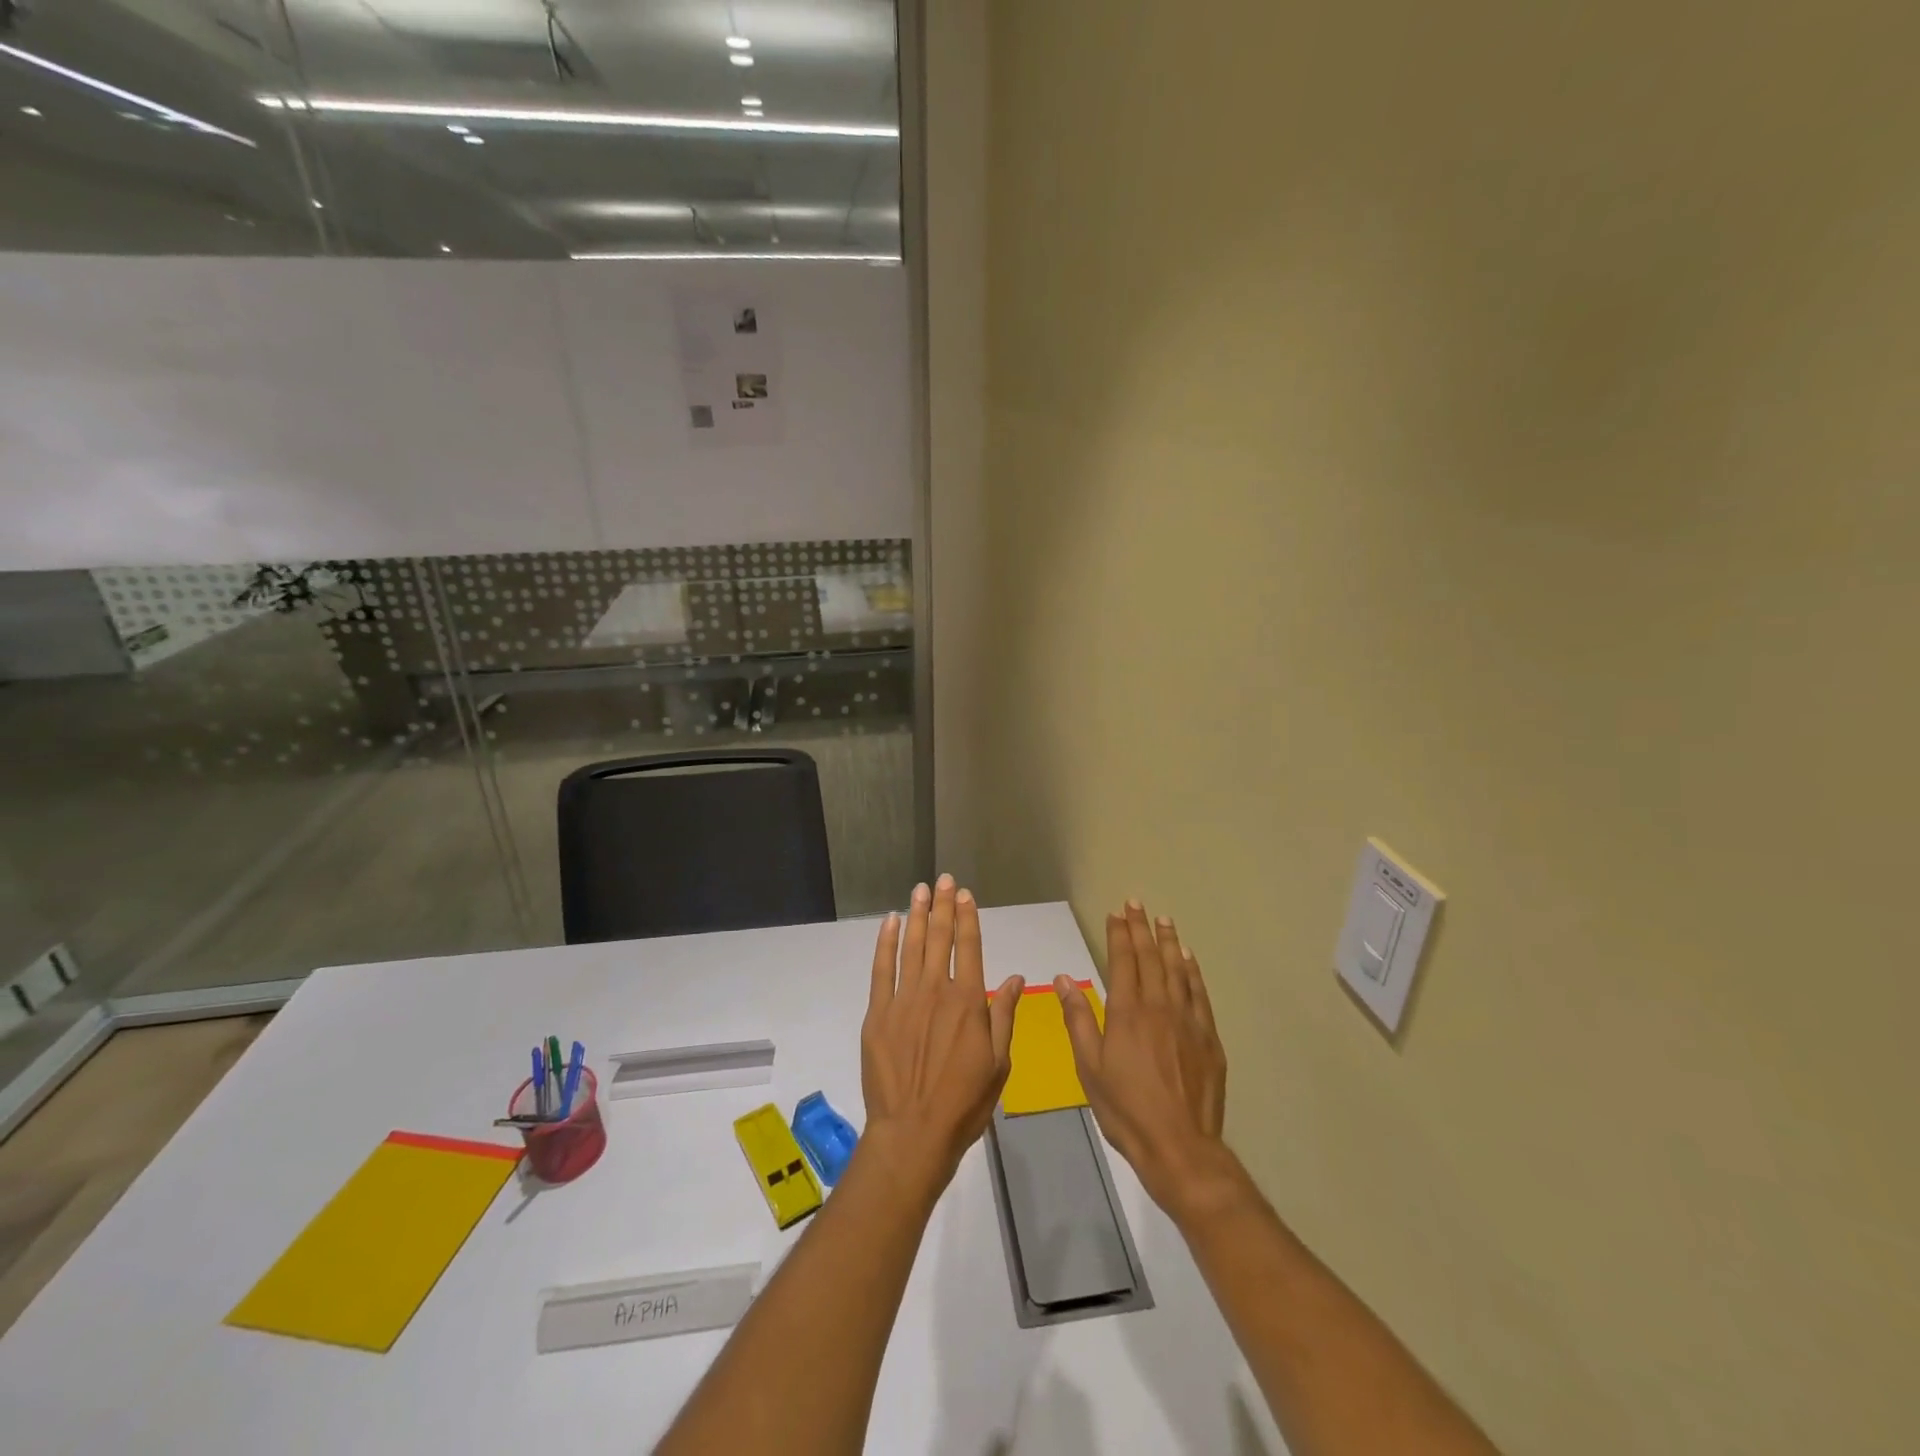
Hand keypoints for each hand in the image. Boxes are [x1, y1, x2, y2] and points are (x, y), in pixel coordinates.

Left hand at [861, 875, 1023, 1198]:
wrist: (913, 1133)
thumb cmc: (964, 1103)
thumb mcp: (999, 1064)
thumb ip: (1004, 1016)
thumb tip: (1014, 978)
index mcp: (968, 1002)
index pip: (970, 947)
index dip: (967, 917)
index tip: (965, 894)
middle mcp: (936, 991)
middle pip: (939, 938)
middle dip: (942, 906)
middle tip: (942, 879)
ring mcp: (903, 999)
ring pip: (911, 946)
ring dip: (916, 915)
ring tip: (919, 890)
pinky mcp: (878, 1013)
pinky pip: (881, 969)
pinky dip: (885, 942)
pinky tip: (889, 922)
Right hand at [1056, 900, 1232, 1219]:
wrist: (1179, 1145)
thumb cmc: (1125, 1108)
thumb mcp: (1089, 1066)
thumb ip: (1077, 1018)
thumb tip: (1064, 977)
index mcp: (1127, 1011)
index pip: (1123, 960)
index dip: (1119, 934)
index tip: (1117, 912)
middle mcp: (1159, 1006)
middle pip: (1150, 958)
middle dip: (1142, 928)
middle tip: (1137, 903)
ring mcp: (1187, 1020)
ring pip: (1177, 970)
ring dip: (1169, 942)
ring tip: (1164, 920)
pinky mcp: (1208, 1038)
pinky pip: (1199, 993)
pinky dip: (1193, 971)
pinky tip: (1188, 959)